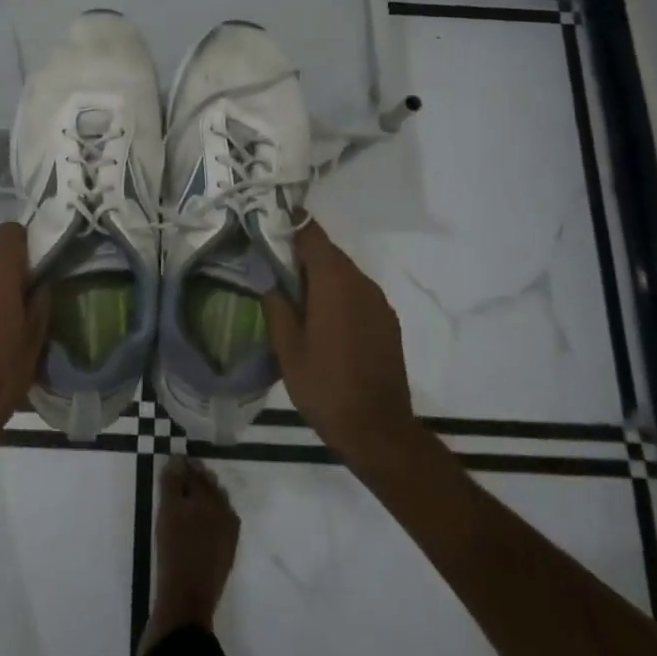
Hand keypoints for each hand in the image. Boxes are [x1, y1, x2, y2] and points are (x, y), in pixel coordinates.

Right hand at [261, 222, 420, 468]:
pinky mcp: (388, 322)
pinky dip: (339, 296)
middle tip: (275, 269)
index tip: (268, 227)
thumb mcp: (287, 347)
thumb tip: (270, 279)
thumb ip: (276, 305)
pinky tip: (324, 322)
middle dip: (302, 255)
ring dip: (322, 278)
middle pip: (329, 253)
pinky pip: (358, 294)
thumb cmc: (324, 386)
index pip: (312, 234)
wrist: (378, 429)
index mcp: (334, 281)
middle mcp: (360, 282)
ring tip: (297, 299)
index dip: (290, 225)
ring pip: (344, 274)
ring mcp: (378, 302)